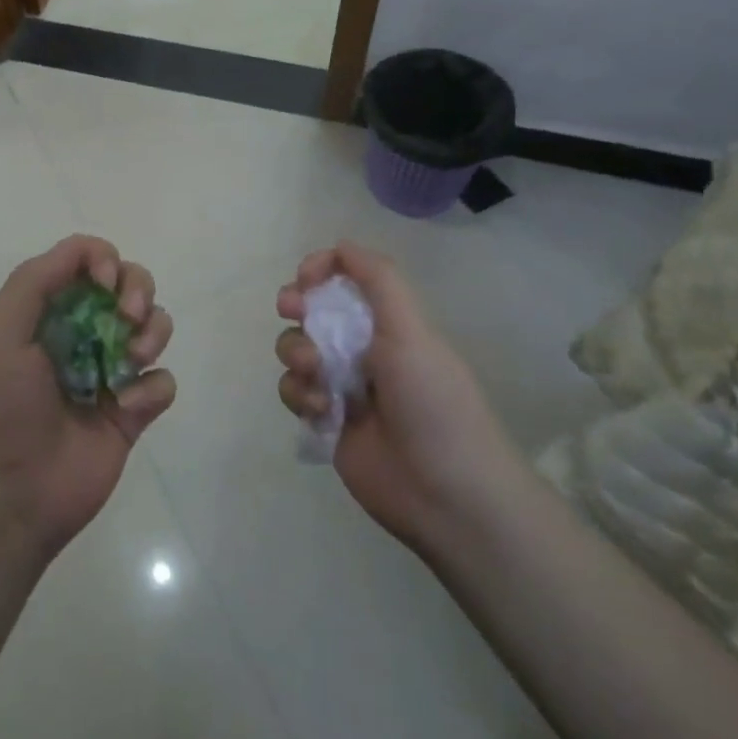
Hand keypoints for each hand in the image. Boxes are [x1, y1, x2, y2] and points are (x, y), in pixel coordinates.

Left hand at [0, 235, 175, 562]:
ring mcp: (110, 371)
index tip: (104, 284)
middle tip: (127, 317)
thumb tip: (85, 250)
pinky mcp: (133, 412)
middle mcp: (83, 332)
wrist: (10, 497)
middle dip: (138, 289)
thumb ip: (35, 281)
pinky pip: (163, 381)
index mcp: (49, 311)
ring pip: (155, 325)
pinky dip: (152, 388)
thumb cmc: (0, 408)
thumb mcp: (2, 334)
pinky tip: (125, 409)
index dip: (104, 259)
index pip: (87, 260)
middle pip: (130, 283)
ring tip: (130, 363)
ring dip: (153, 332)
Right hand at [276, 241, 521, 556]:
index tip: (306, 279)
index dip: (321, 269)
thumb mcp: (412, 331)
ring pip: (295, 349)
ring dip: (297, 355)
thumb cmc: (433, 402)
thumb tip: (342, 244)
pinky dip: (300, 394)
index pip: (345, 277)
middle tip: (291, 310)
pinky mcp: (325, 420)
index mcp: (387, 321)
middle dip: (296, 306)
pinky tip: (322, 411)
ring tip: (318, 377)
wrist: (446, 494)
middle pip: (311, 309)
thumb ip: (379, 280)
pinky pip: (293, 390)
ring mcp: (341, 384)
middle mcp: (362, 347)